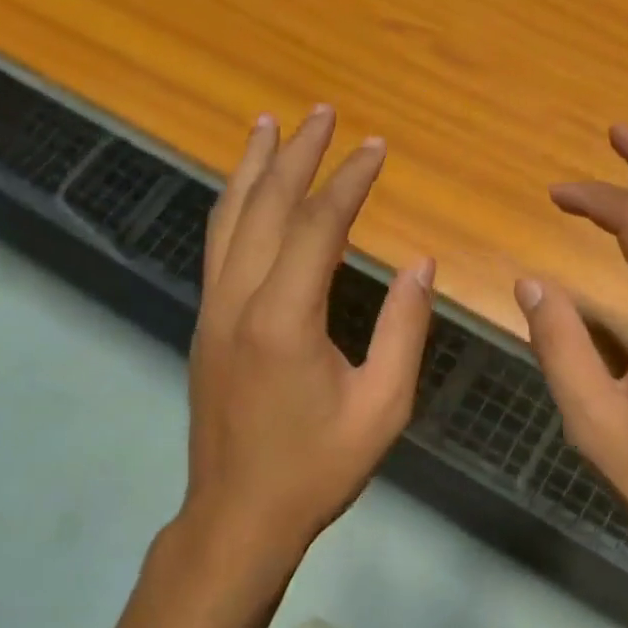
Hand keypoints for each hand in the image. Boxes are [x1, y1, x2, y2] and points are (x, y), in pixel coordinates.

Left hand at [179, 106, 434, 570]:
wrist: (238, 516)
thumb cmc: (317, 467)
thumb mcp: (382, 406)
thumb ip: (405, 330)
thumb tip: (421, 264)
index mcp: (285, 319)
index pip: (317, 226)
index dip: (348, 181)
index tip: (375, 147)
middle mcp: (239, 301)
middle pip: (265, 207)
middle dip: (296, 155)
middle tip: (321, 111)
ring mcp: (213, 310)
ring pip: (228, 220)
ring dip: (251, 168)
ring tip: (268, 126)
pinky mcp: (206, 324)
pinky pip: (218, 246)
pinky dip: (234, 205)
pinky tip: (246, 192)